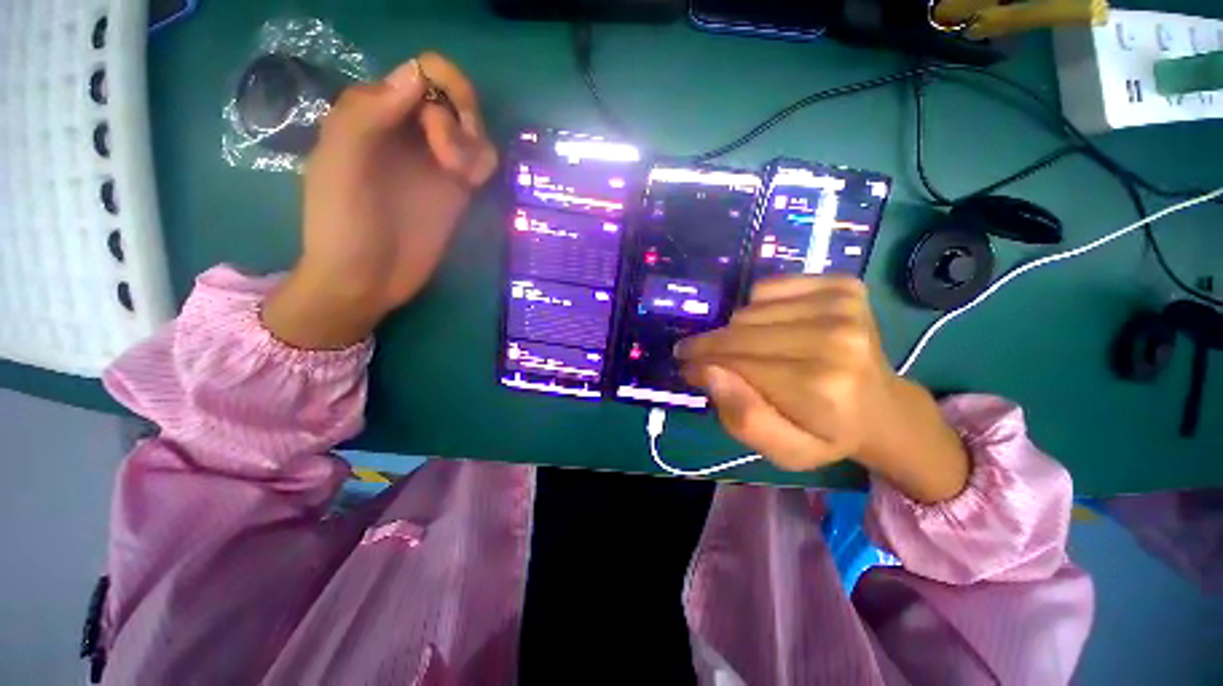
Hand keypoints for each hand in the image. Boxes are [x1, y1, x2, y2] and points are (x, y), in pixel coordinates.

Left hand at [263, 53, 498, 349]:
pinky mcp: (456, 191)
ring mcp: (435, 163)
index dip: (440, 88)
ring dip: (474, 145)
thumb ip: (367, 114)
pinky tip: (470, 183)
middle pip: (456, 97)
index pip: (421, 72)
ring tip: (460, 178)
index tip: (433, 125)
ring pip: (474, 129)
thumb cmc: (343, 225)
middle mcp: (408, 132)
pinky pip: (482, 162)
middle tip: (448, 158)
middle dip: (462, 119)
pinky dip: (483, 163)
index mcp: (374, 114)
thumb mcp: (340, 165)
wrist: (366, 279)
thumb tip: (417, 74)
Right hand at [675, 276, 969, 503]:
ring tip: (749, 349)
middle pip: (740, 331)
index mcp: (820, 386)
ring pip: (749, 309)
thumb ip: (743, 419)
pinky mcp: (842, 285)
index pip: (736, 362)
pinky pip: (767, 287)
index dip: (702, 364)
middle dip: (712, 346)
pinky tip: (771, 326)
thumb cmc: (826, 433)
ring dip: (737, 330)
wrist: (882, 407)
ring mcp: (841, 305)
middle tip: (702, 358)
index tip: (687, 369)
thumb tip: (708, 371)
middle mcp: (834, 337)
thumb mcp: (784, 451)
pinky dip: (757, 306)